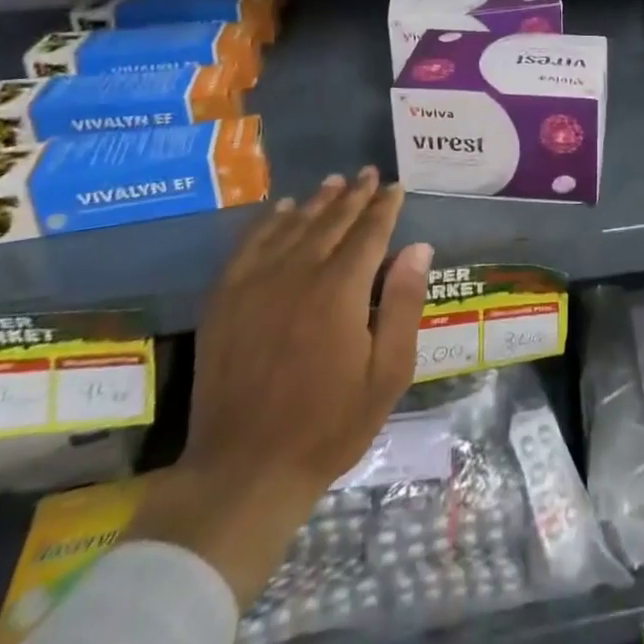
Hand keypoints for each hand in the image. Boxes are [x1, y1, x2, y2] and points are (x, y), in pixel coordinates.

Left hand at [127, 168, 433, 603]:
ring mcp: (256, 282)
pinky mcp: (225, 298)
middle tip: (368, 173)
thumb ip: (403, 304)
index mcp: (340, 289)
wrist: (244, 470)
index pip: (369, 232)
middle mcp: (298, 272)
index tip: (395, 186)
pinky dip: (269, 221)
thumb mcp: (387, 373)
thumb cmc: (328, 425)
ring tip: (334, 183)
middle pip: (331, 220)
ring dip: (317, 201)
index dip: (384, 206)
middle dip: (354, 195)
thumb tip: (418, 247)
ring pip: (293, 225)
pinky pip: (250, 244)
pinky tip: (282, 210)